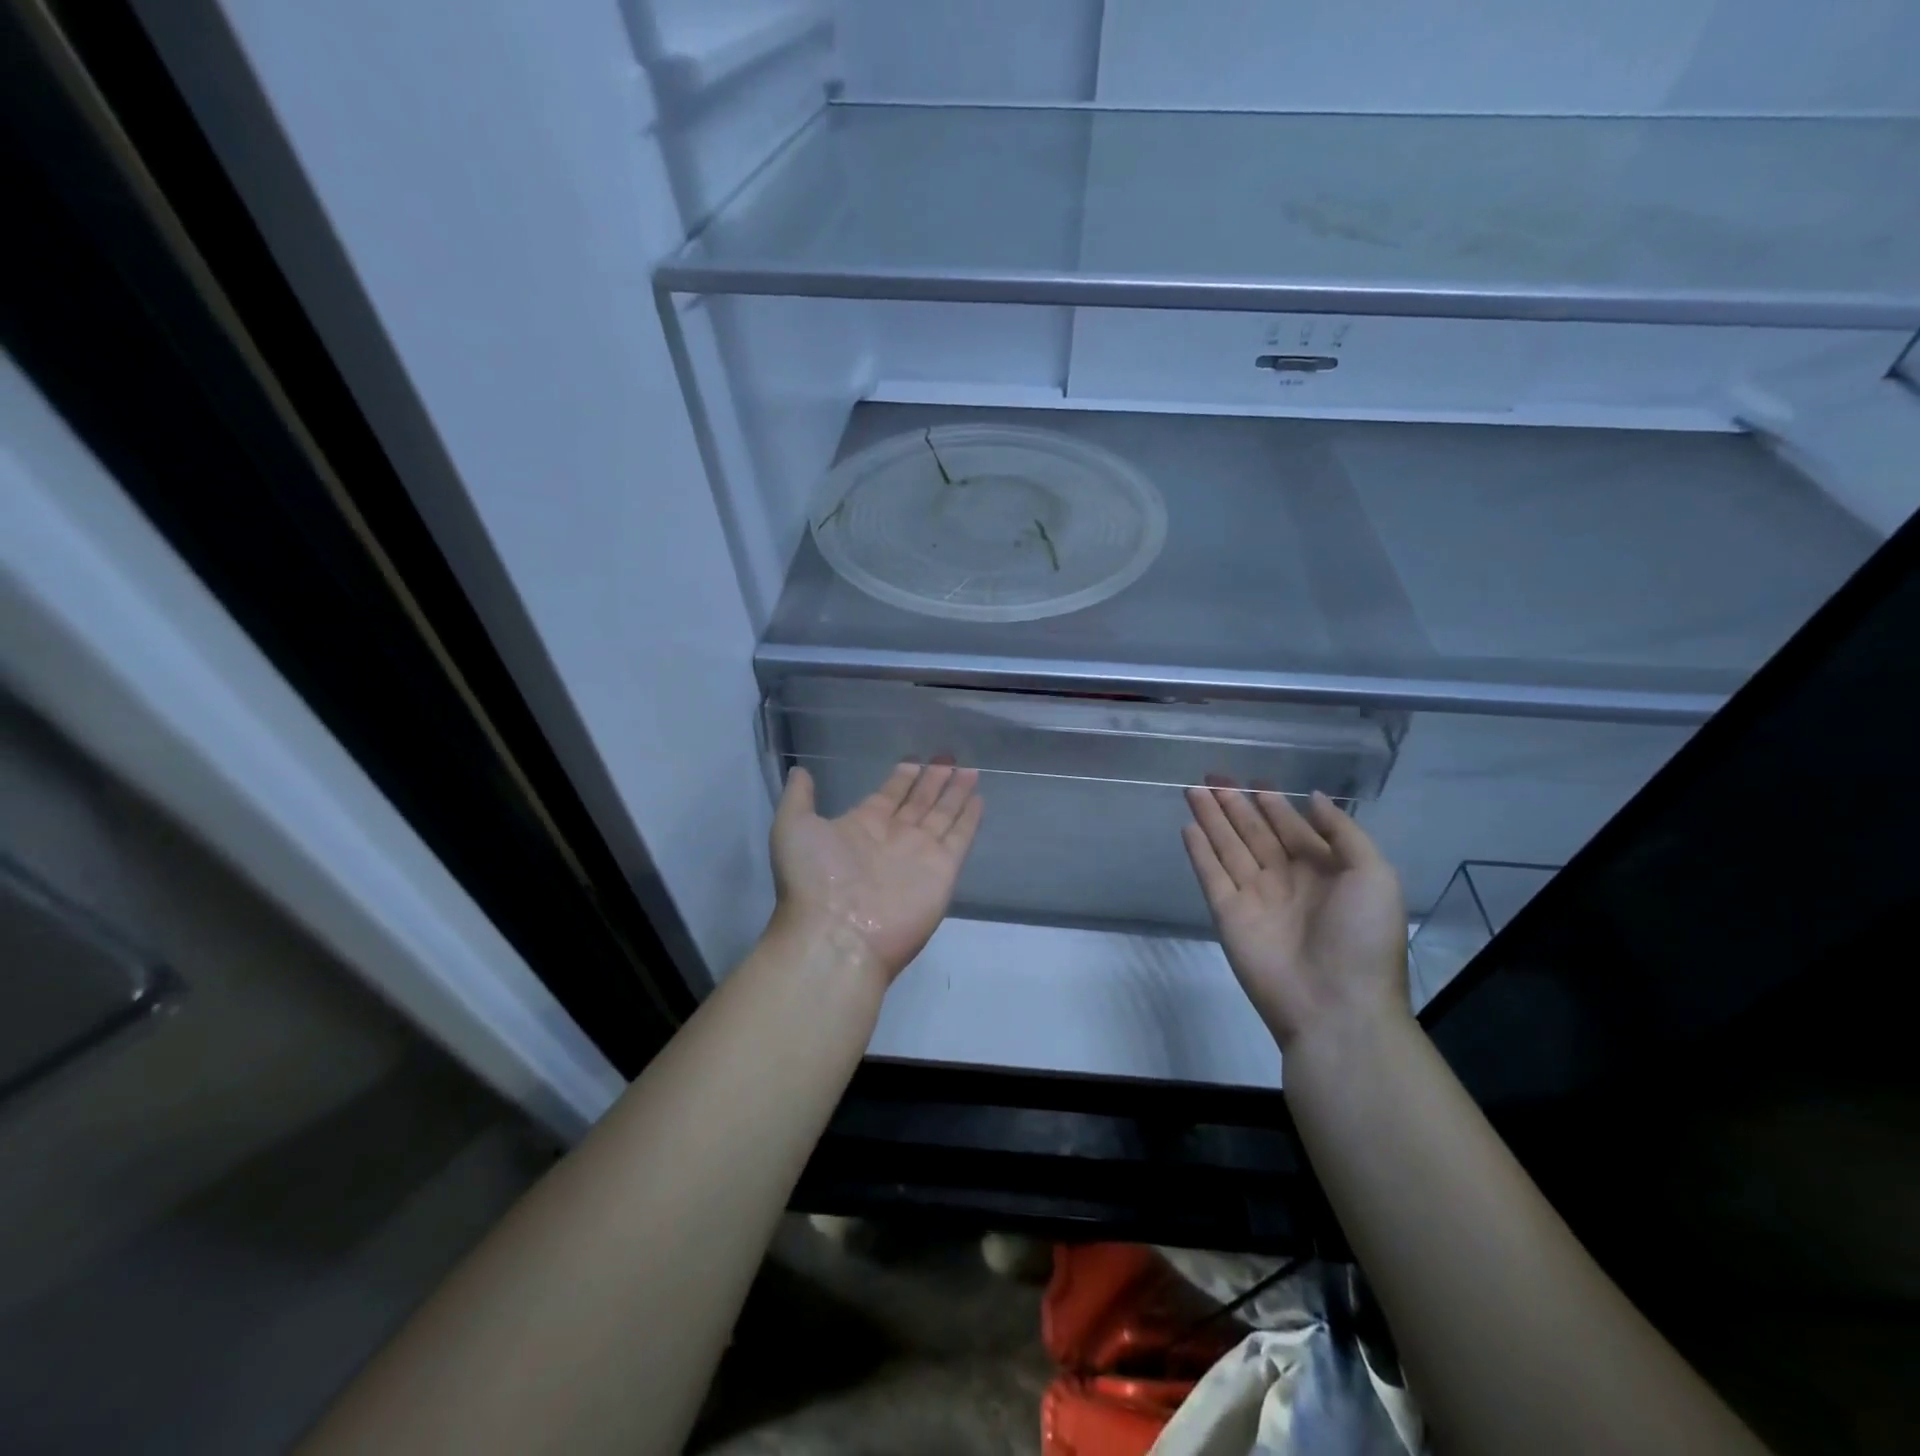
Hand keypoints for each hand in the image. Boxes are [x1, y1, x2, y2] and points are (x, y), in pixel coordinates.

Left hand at [769, 761, 983, 984]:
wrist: (836, 935)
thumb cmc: (812, 879)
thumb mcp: (792, 828)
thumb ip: (799, 798)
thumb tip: (801, 770)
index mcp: (861, 825)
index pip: (889, 795)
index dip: (903, 777)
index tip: (916, 759)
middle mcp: (893, 837)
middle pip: (920, 802)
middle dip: (934, 780)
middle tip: (949, 757)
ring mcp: (920, 854)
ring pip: (943, 815)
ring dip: (955, 793)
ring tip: (970, 770)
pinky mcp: (943, 870)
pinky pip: (960, 838)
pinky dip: (969, 819)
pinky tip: (979, 799)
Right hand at [1182, 780, 1407, 1050]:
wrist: (1335, 1006)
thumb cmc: (1362, 937)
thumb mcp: (1374, 875)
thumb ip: (1343, 832)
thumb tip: (1312, 797)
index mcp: (1323, 871)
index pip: (1291, 827)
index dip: (1272, 803)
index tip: (1253, 780)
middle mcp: (1285, 879)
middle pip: (1254, 832)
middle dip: (1234, 804)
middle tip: (1212, 776)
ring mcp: (1254, 897)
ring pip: (1228, 846)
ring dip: (1212, 819)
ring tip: (1193, 790)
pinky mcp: (1228, 914)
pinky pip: (1211, 875)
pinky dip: (1199, 851)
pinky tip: (1188, 827)